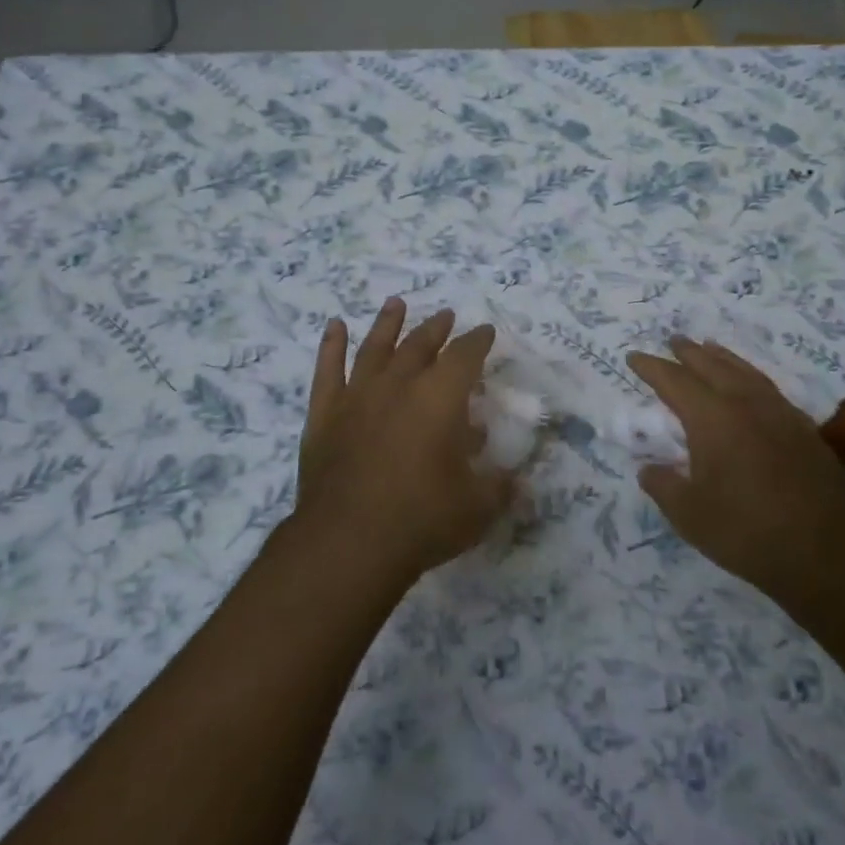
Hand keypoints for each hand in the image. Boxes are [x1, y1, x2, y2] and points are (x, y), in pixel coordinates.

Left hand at [295, 298, 517, 583]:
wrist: (348, 541)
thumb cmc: (422, 519)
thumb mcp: (478, 507)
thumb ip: (501, 486)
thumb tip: (519, 478)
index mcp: (441, 397)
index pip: (465, 356)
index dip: (478, 341)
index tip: (485, 331)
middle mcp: (400, 384)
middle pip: (420, 344)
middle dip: (437, 328)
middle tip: (446, 315)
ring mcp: (358, 395)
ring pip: (375, 347)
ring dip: (387, 323)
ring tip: (396, 303)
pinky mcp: (325, 414)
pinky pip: (328, 370)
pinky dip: (331, 346)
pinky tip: (335, 327)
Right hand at [627, 338, 844, 609]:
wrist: (830, 553)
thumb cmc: (749, 532)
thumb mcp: (690, 516)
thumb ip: (664, 486)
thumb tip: (648, 470)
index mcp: (712, 418)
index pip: (674, 381)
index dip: (651, 368)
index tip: (634, 357)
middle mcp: (746, 404)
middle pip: (712, 366)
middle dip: (688, 353)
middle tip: (672, 341)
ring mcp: (780, 413)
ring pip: (745, 372)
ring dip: (722, 358)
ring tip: (709, 348)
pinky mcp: (805, 429)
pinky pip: (768, 387)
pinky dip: (749, 376)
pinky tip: (750, 386)